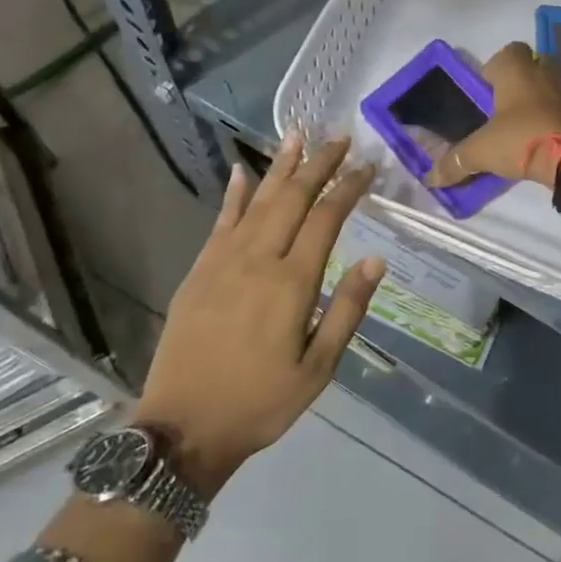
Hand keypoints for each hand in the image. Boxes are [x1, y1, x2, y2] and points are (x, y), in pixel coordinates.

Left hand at [132, 135, 383, 496]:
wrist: (183, 426)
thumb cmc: (261, 402)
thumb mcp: (319, 368)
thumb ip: (346, 309)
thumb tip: (376, 260)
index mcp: (292, 282)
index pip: (326, 219)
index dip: (348, 188)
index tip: (367, 165)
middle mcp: (258, 259)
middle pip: (292, 198)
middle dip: (318, 164)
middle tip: (339, 138)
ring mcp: (223, 261)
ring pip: (257, 201)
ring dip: (279, 167)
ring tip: (297, 135)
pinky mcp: (199, 271)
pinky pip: (220, 222)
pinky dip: (234, 194)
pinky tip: (242, 172)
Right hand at [426, 42, 560, 190]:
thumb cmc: (521, 138)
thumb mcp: (481, 151)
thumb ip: (455, 162)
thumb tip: (430, 178)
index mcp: (516, 69)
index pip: (506, 52)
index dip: (494, 70)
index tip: (484, 94)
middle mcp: (544, 70)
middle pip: (529, 67)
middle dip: (516, 84)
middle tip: (501, 111)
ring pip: (547, 86)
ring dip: (536, 101)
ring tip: (521, 127)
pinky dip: (553, 118)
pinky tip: (541, 139)